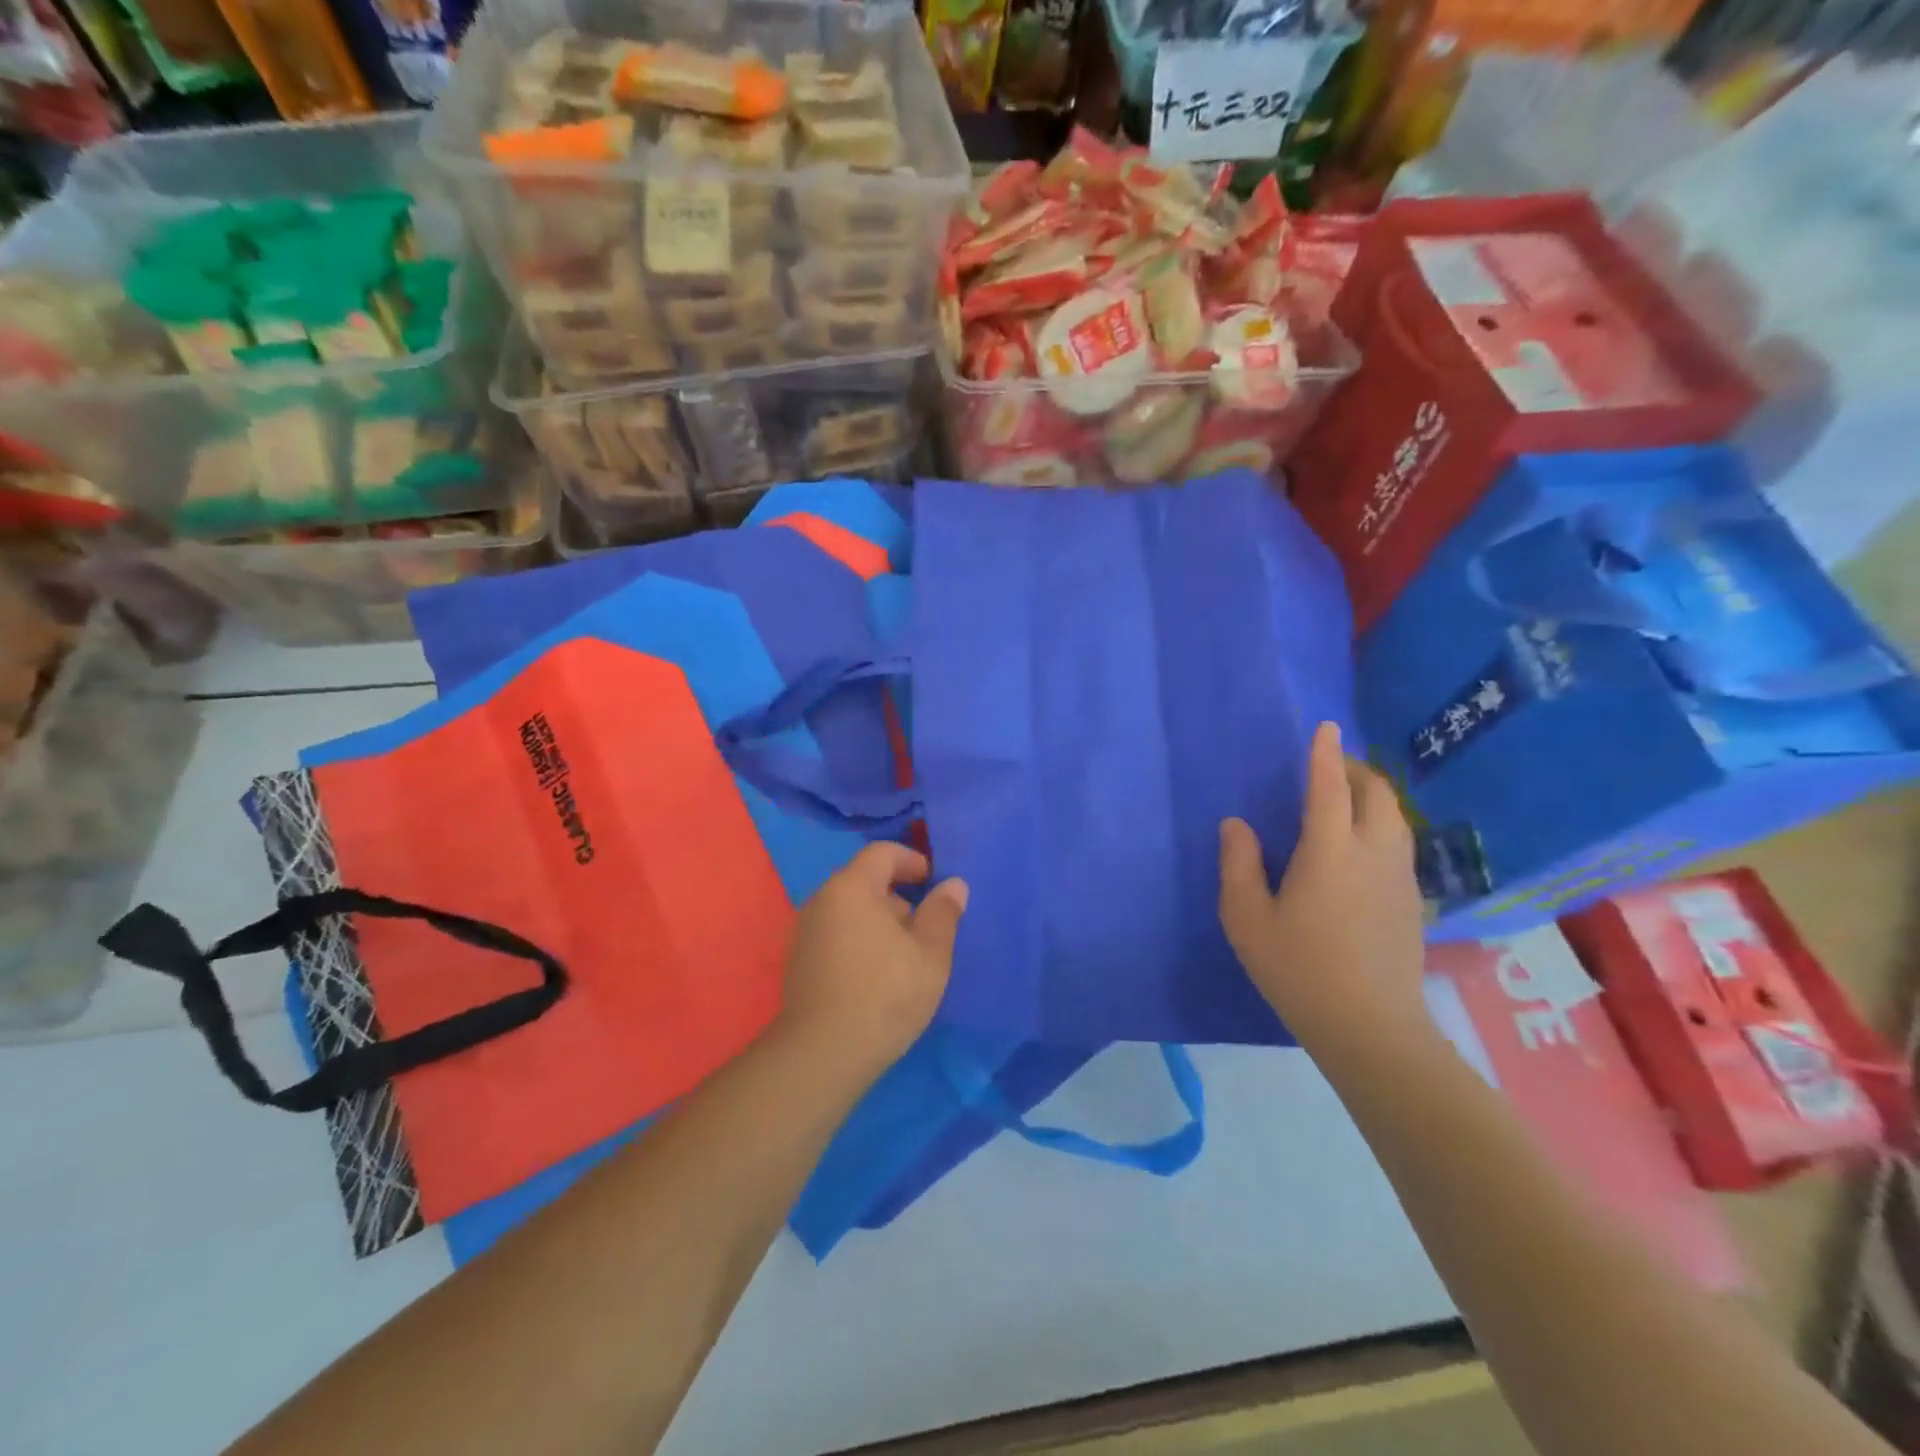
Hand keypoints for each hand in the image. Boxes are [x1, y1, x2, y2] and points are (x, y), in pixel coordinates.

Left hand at [778, 842, 967, 1076]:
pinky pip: (836, 935)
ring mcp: (804, 932)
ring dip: (880, 922)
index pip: (882, 853)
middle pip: (865, 881)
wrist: (822, 1055)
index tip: (934, 883)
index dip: (912, 861)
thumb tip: (953, 884)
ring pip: (850, 911)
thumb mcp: (930, 954)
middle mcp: (821, 900)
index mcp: (851, 887)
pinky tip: (878, 976)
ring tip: (906, 957)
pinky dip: (860, 941)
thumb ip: (943, 913)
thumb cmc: (884, 994)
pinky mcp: (799, 963)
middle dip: (899, 897)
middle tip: (926, 928)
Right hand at [1218, 721, 1426, 1055]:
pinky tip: (1361, 847)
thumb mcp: (1247, 918)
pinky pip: (1399, 843)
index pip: (1329, 788)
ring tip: (1346, 800)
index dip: (1324, 755)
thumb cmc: (1298, 968)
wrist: (1370, 1027)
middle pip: (1377, 794)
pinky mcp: (1412, 901)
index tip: (1324, 727)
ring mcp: (1399, 878)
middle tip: (1329, 769)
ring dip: (1373, 797)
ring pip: (1396, 818)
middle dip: (1356, 771)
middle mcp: (1373, 853)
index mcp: (1330, 851)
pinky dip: (1382, 825)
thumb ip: (1239, 864)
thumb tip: (1237, 824)